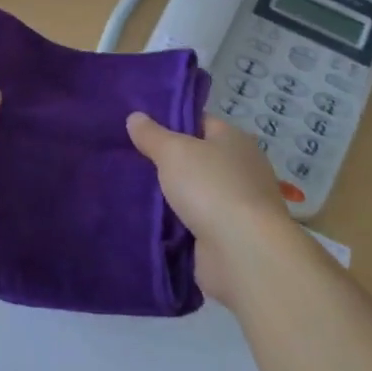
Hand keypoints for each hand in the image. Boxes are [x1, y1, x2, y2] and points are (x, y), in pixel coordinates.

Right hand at [126, 111, 301, 306]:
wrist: (243, 253)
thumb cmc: (211, 187)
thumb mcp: (174, 151)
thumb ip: (152, 134)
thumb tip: (135, 117)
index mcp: (235, 141)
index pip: (201, 122)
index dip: (172, 122)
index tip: (141, 129)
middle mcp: (241, 170)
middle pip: (197, 159)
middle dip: (167, 161)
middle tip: (129, 159)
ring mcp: (237, 206)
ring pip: (194, 192)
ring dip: (170, 195)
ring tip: (129, 189)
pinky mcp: (229, 237)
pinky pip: (194, 222)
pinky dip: (176, 223)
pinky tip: (147, 219)